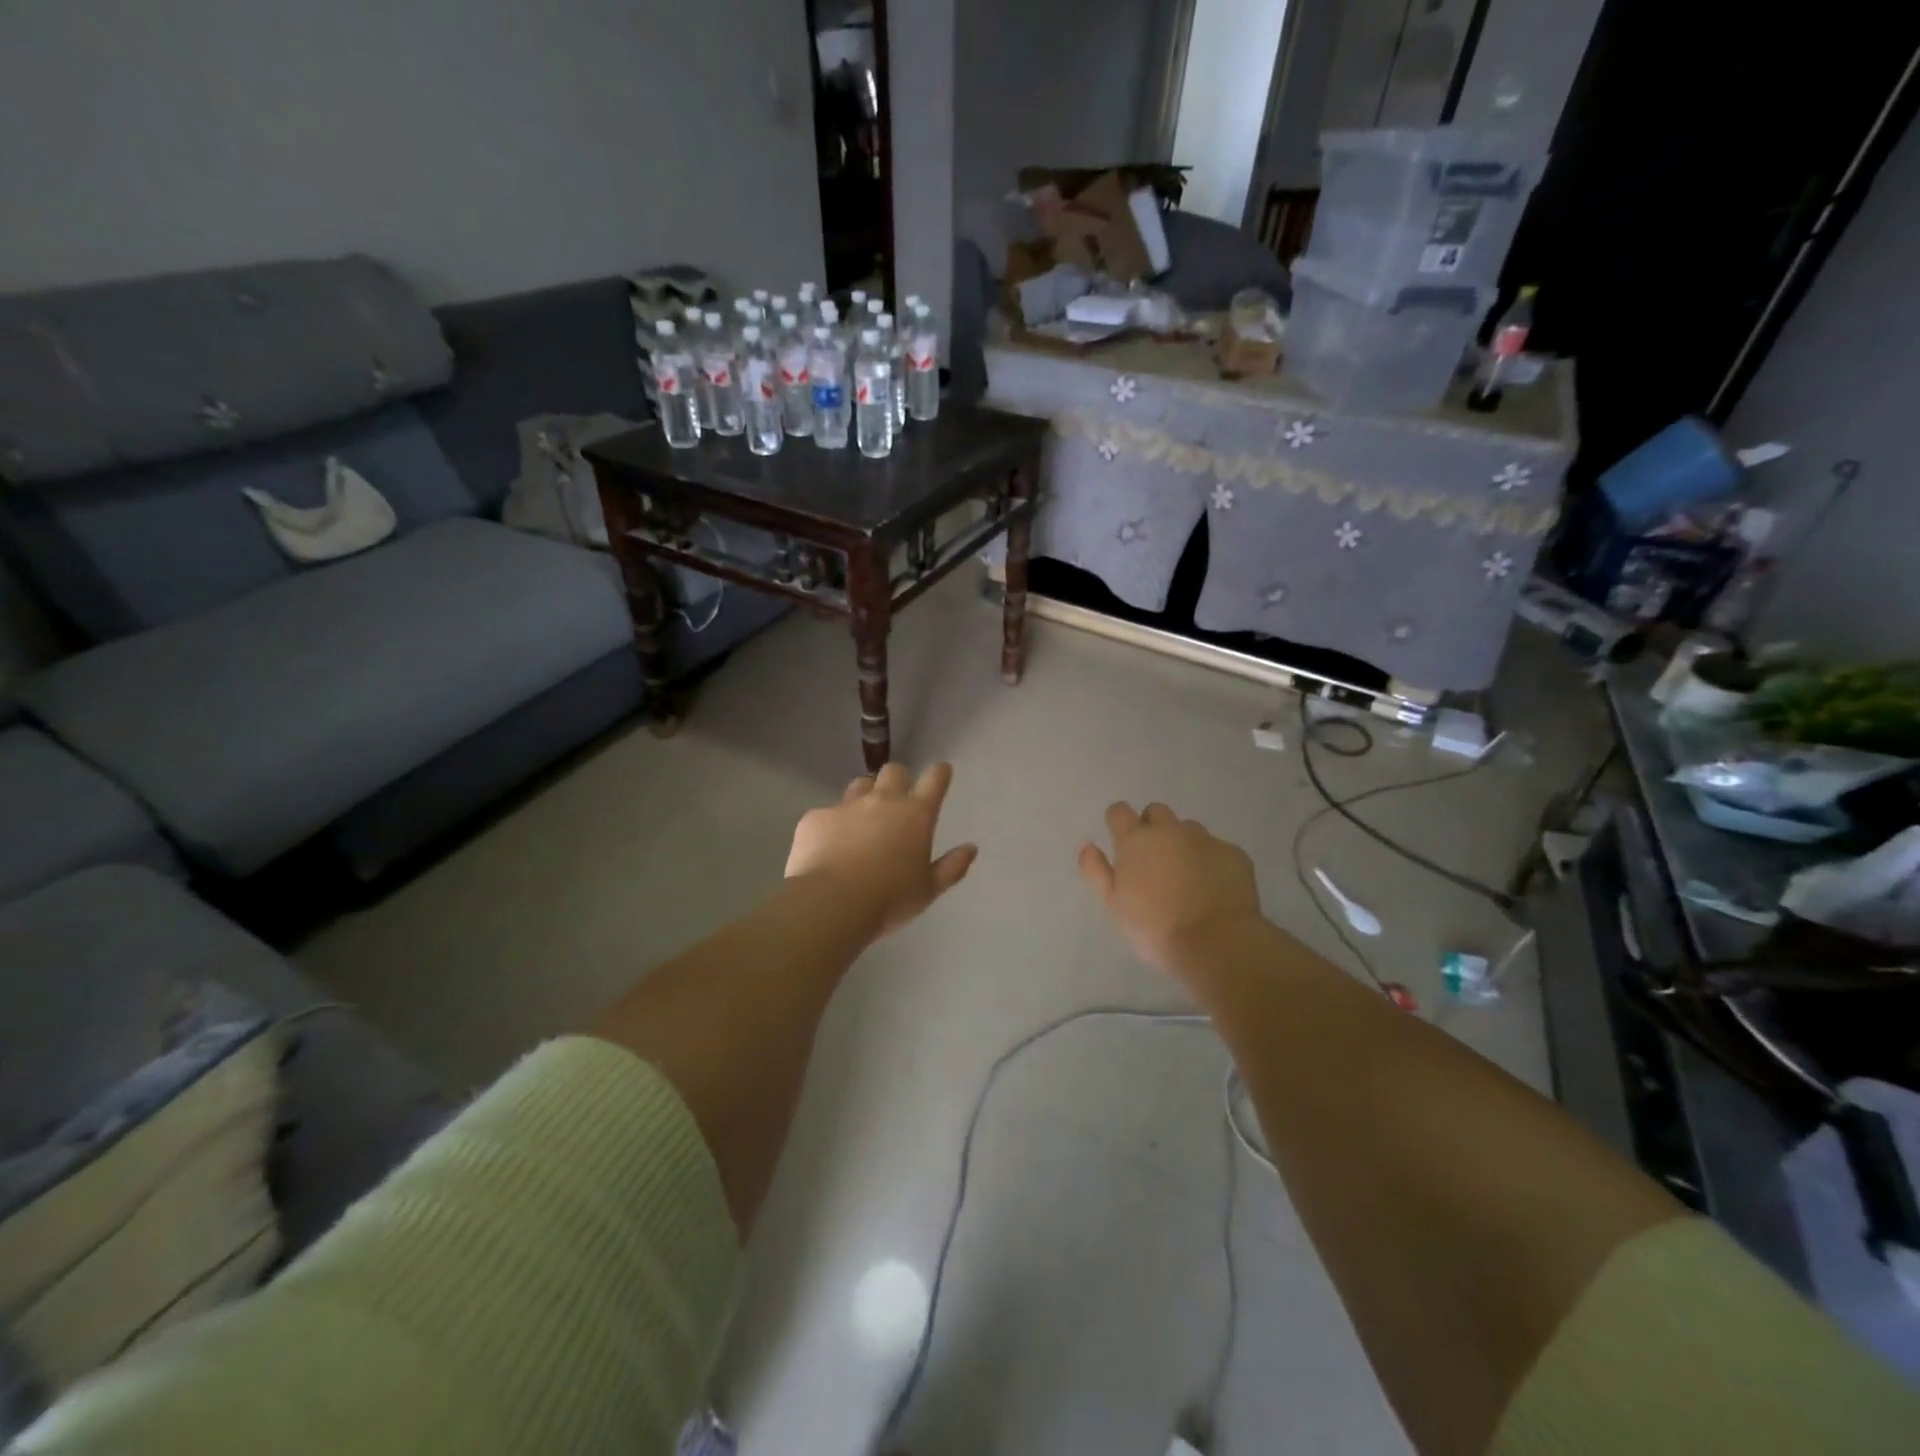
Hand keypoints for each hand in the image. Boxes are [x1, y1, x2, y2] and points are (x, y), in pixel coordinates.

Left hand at [786, 762, 978, 940]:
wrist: (831, 903)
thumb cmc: (889, 900)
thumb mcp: (928, 890)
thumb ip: (952, 867)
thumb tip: (971, 848)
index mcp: (915, 815)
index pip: (934, 780)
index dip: (939, 773)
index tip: (941, 771)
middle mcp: (882, 801)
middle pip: (894, 772)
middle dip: (898, 780)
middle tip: (896, 802)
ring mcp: (846, 806)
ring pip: (860, 786)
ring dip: (865, 796)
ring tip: (861, 822)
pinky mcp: (816, 818)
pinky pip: (826, 813)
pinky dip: (831, 826)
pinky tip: (827, 848)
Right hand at [1078, 802, 1263, 976]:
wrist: (1217, 943)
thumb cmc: (1154, 927)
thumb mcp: (1114, 904)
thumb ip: (1096, 871)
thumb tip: (1088, 845)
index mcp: (1136, 840)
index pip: (1119, 811)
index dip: (1118, 822)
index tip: (1120, 839)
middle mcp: (1170, 830)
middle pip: (1156, 812)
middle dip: (1152, 827)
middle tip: (1152, 860)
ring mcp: (1206, 839)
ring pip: (1189, 829)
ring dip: (1182, 844)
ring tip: (1186, 876)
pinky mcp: (1235, 854)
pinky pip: (1217, 849)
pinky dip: (1211, 862)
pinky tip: (1213, 888)